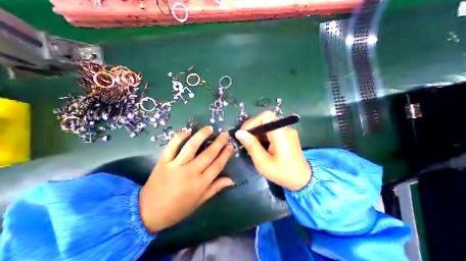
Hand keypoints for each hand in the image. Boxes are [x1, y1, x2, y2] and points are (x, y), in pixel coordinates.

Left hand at [137, 127, 232, 231]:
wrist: (148, 212)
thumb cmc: (178, 208)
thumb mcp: (200, 201)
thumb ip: (215, 188)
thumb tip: (231, 180)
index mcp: (201, 183)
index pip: (218, 164)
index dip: (226, 154)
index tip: (231, 145)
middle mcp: (190, 172)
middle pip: (208, 154)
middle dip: (219, 142)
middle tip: (224, 134)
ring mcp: (176, 165)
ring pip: (192, 146)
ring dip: (202, 135)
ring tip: (209, 128)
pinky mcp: (164, 161)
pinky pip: (172, 146)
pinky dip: (179, 137)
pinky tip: (187, 130)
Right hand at [235, 111, 310, 189]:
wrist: (302, 180)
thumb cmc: (282, 173)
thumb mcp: (262, 162)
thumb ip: (251, 145)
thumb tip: (239, 133)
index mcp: (281, 133)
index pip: (265, 116)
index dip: (253, 122)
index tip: (244, 134)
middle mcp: (285, 128)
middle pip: (265, 119)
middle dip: (253, 128)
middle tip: (246, 141)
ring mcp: (286, 131)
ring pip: (267, 124)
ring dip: (257, 132)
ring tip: (252, 145)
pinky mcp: (286, 135)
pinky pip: (271, 130)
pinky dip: (263, 135)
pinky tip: (260, 146)